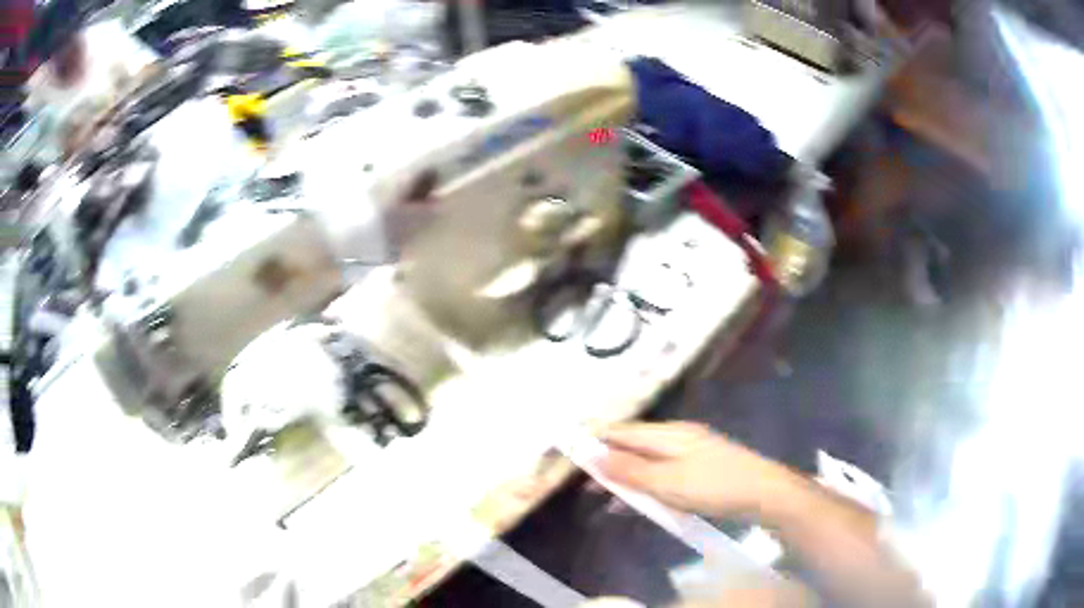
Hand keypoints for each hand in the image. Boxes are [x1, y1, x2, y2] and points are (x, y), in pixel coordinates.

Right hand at [596, 422, 803, 518]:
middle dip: (610, 463)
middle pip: (635, 446)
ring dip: (628, 479)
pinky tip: (642, 504)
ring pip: (649, 462)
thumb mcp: (666, 481)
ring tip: (607, 500)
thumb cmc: (713, 486)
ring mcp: (692, 452)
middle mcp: (679, 437)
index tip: (572, 456)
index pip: (623, 431)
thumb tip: (593, 454)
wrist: (763, 493)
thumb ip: (629, 470)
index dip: (596, 441)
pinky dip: (649, 486)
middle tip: (587, 486)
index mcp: (669, 434)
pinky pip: (665, 474)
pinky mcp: (702, 469)